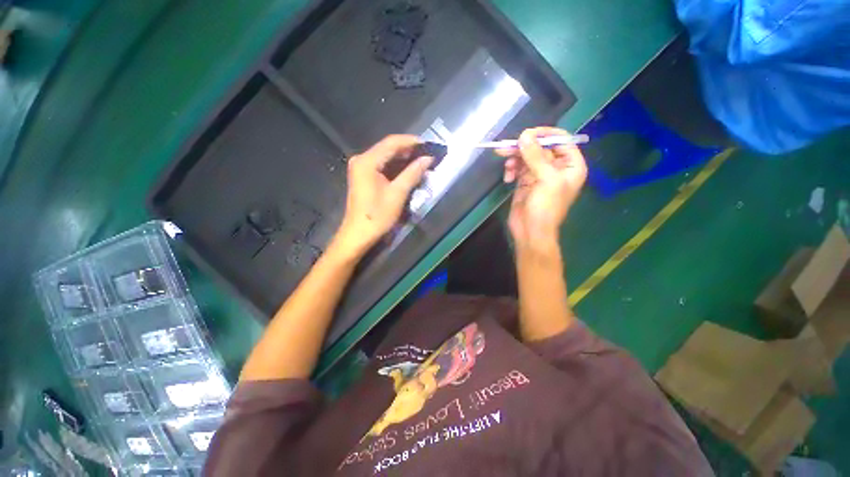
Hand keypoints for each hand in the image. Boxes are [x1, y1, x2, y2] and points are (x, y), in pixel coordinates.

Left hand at [335, 135, 431, 255]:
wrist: (358, 235)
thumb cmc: (377, 216)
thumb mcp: (397, 194)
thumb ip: (413, 173)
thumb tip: (428, 158)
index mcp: (367, 161)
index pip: (392, 142)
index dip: (412, 141)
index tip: (429, 145)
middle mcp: (361, 160)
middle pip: (388, 147)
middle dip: (409, 150)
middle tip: (428, 154)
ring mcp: (361, 168)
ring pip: (385, 156)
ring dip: (403, 158)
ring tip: (422, 160)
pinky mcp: (363, 176)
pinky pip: (382, 165)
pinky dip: (396, 166)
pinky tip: (408, 169)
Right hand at [499, 127, 587, 249]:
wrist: (530, 232)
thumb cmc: (545, 208)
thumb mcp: (545, 180)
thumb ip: (535, 156)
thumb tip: (524, 135)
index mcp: (570, 165)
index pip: (560, 140)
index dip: (544, 135)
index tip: (526, 135)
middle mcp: (556, 167)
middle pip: (540, 147)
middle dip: (523, 147)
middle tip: (506, 147)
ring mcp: (539, 174)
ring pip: (526, 157)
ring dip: (515, 159)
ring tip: (507, 167)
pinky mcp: (525, 181)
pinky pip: (518, 167)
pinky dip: (511, 169)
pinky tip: (507, 178)